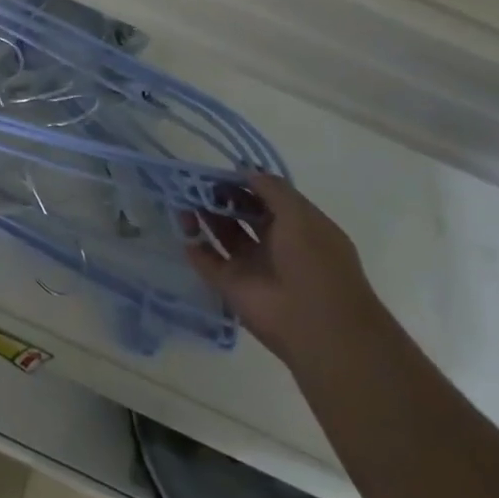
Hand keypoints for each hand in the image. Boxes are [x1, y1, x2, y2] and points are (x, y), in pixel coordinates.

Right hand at [183, 174, 383, 367]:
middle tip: (195, 183)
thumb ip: (272, 189)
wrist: (317, 326)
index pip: (267, 199)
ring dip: (203, 216)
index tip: (220, 171)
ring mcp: (252, 266)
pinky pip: (206, 261)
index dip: (244, 183)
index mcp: (299, 228)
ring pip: (222, 234)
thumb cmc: (314, 263)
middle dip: (220, 197)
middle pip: (241, 214)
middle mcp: (275, 245)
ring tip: (182, 199)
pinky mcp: (231, 285)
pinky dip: (193, 245)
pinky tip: (182, 227)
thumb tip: (245, 171)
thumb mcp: (300, 216)